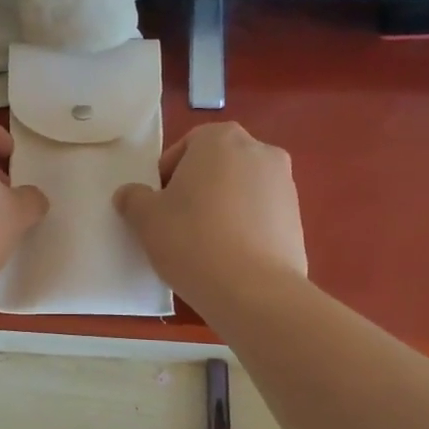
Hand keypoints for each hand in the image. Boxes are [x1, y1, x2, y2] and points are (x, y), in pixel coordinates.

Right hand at [114, 122, 306, 308]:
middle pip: (217, 165)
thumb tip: (130, 194)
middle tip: (178, 222)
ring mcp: (285, 184)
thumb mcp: (146, 219)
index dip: (166, 176)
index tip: (159, 205)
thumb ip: (134, 199)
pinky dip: (244, 227)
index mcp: (221, 139)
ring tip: (205, 243)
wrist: (253, 290)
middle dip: (197, 188)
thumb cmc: (192, 240)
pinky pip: (260, 215)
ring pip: (240, 189)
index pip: (185, 147)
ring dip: (222, 207)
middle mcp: (260, 151)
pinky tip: (230, 257)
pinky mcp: (298, 218)